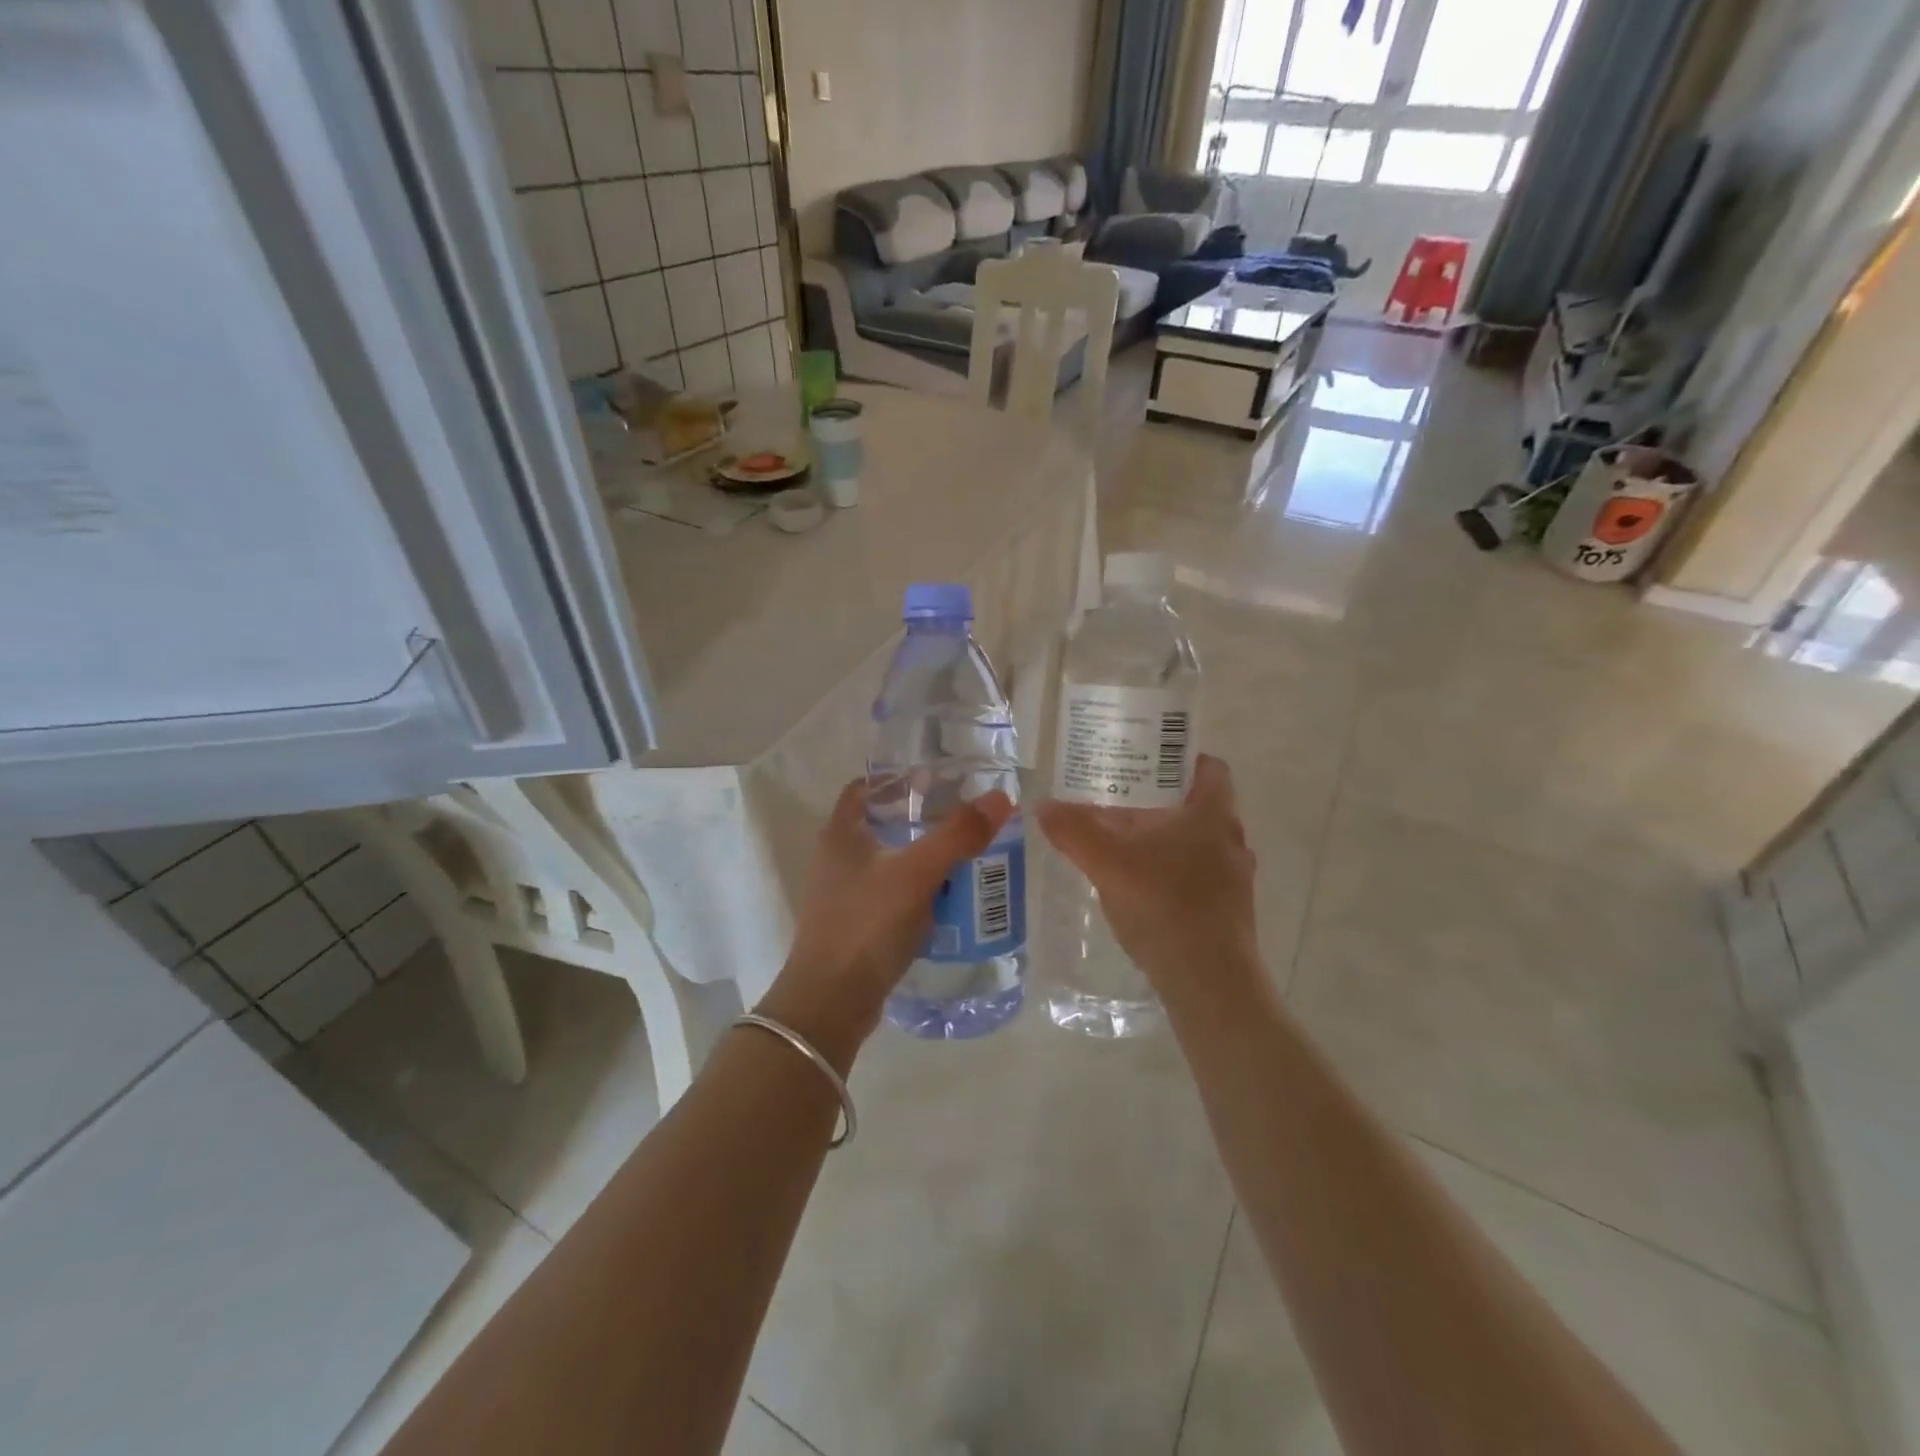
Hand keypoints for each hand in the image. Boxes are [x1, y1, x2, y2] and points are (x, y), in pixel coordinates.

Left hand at [757, 781, 1013, 1067]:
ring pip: (889, 861)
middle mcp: (837, 857)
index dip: (899, 778)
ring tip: (964, 855)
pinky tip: (947, 899)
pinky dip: (918, 890)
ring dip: (922, 856)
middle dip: (921, 819)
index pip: (866, 787)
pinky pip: (892, 894)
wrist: (831, 1003)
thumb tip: (1002, 798)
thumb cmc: (867, 925)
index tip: (938, 780)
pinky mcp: (856, 924)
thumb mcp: (917, 875)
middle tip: (963, 818)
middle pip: (882, 823)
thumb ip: (958, 835)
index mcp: (841, 833)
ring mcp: (843, 894)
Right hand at [1036, 755, 1260, 1003]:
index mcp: (1213, 814)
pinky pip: (1201, 876)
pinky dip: (1174, 872)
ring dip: (1168, 839)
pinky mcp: (1230, 911)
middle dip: (1163, 802)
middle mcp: (1232, 840)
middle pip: (1200, 805)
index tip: (1146, 764)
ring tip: (1127, 844)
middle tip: (1122, 803)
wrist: (1209, 982)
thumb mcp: (1108, 863)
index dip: (1180, 760)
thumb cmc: (1164, 906)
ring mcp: (1236, 879)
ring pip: (1200, 843)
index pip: (1209, 768)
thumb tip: (1042, 805)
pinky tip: (1142, 888)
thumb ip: (1074, 831)